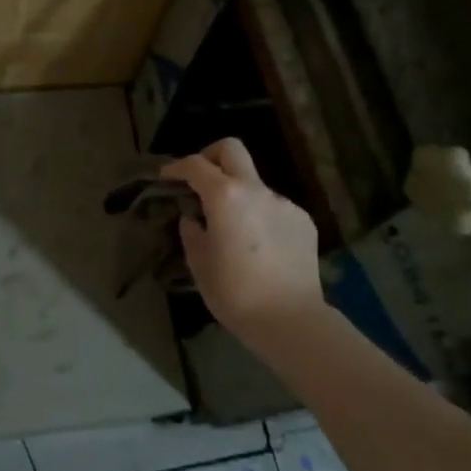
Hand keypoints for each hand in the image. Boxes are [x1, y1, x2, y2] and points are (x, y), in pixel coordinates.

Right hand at [161, 139, 323, 347]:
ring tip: (233, 228)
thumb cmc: (235, 293)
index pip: (195, 165)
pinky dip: (261, 216)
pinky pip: (274, 208)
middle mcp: (256, 190)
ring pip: (255, 184)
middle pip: (232, 149)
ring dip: (239, 195)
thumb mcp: (199, 263)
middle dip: (211, 156)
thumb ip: (192, 232)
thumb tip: (194, 218)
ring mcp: (284, 203)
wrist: (290, 320)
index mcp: (225, 196)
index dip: (177, 167)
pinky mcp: (303, 221)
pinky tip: (260, 246)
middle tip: (200, 179)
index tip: (167, 176)